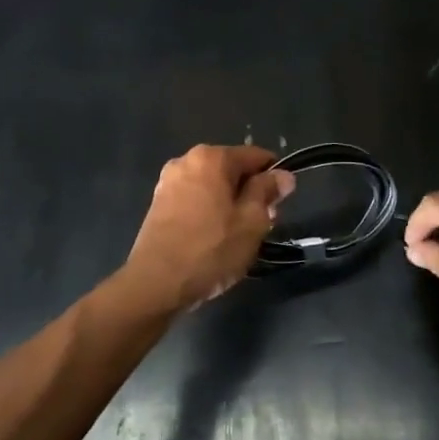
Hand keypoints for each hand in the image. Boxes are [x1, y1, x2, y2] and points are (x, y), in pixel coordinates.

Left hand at [123, 145, 295, 309]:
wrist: (156, 283)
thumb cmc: (211, 249)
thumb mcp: (252, 221)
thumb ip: (267, 191)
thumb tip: (282, 175)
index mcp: (212, 157)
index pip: (255, 156)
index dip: (274, 178)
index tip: (281, 204)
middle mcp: (186, 160)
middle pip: (232, 169)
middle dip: (250, 192)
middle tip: (262, 226)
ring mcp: (168, 182)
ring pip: (213, 186)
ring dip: (230, 204)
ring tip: (238, 236)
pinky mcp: (158, 204)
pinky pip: (194, 199)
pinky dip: (209, 211)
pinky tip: (213, 238)